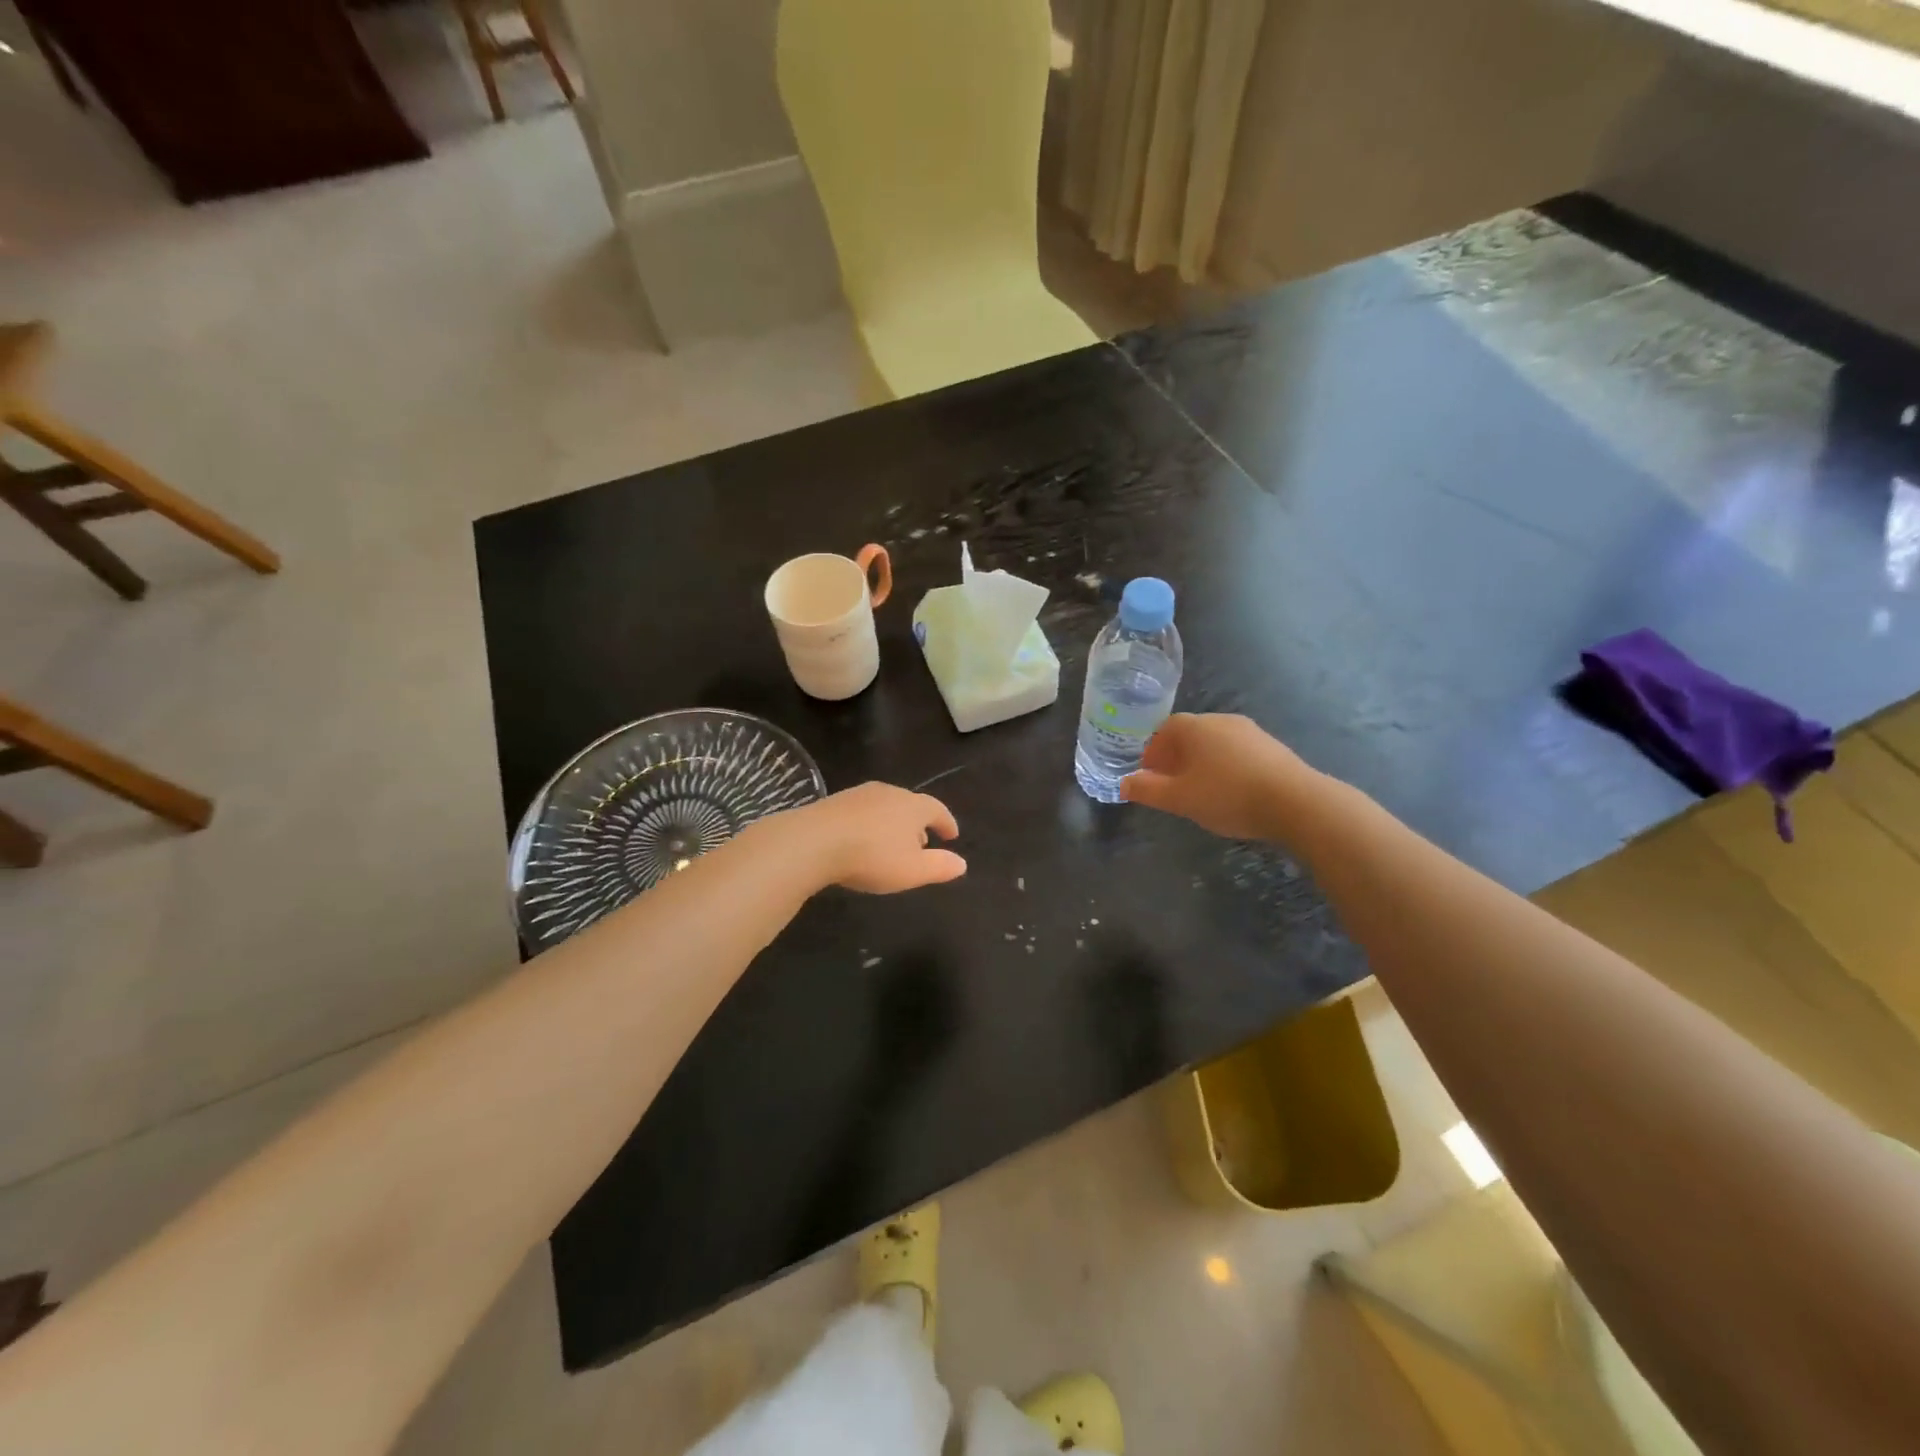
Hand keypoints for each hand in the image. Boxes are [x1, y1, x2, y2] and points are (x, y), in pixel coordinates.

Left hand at [781, 783, 966, 893]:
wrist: (814, 841)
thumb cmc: (872, 856)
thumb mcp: (912, 870)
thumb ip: (940, 866)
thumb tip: (962, 863)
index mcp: (913, 806)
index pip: (937, 809)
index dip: (947, 822)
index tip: (952, 835)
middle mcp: (889, 792)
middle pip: (911, 805)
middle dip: (919, 824)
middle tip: (922, 843)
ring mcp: (859, 794)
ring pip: (885, 807)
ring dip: (893, 824)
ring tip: (892, 844)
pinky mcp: (835, 802)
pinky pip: (862, 812)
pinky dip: (871, 824)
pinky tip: (862, 841)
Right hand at [1121, 713, 1318, 840]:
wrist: (1295, 802)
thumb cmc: (1227, 795)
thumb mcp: (1179, 798)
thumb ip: (1147, 790)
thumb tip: (1124, 783)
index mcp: (1195, 726)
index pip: (1164, 729)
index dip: (1153, 751)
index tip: (1150, 775)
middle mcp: (1221, 720)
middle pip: (1190, 735)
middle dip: (1176, 758)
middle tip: (1172, 786)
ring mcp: (1251, 732)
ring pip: (1215, 744)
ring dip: (1203, 763)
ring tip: (1201, 792)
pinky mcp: (1272, 747)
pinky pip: (1238, 753)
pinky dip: (1227, 768)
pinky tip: (1231, 792)